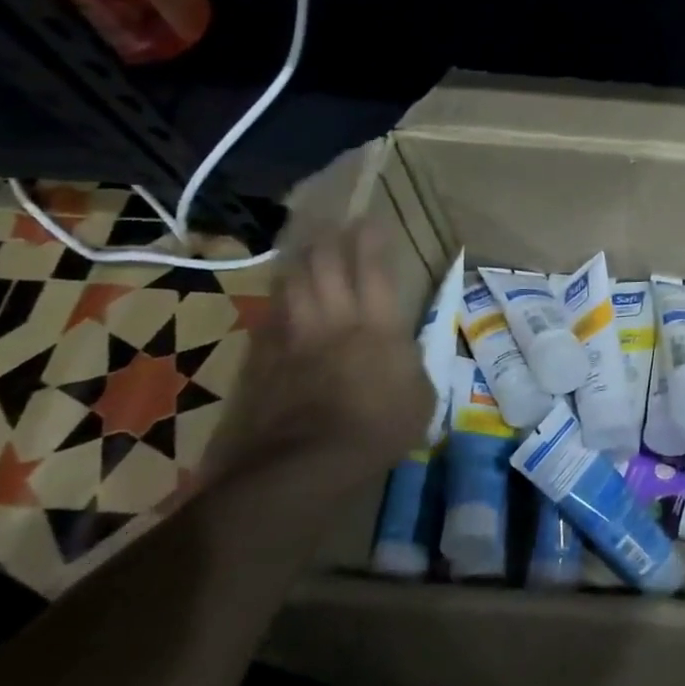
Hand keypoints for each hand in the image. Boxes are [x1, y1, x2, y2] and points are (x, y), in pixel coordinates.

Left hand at [209, 222, 437, 486]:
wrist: (305, 464)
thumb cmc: (378, 429)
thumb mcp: (420, 397)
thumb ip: (411, 365)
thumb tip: (403, 352)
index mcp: (377, 326)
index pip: (373, 270)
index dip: (371, 241)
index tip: (370, 221)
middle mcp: (333, 320)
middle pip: (325, 266)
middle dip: (329, 239)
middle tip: (332, 224)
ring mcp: (294, 338)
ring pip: (291, 285)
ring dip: (298, 263)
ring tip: (301, 249)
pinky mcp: (264, 361)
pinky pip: (269, 319)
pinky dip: (277, 303)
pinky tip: (278, 299)